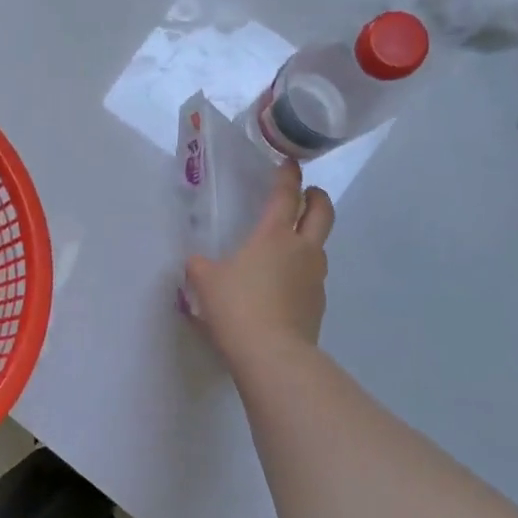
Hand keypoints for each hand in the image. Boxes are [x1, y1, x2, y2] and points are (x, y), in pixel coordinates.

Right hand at [185, 160, 333, 369]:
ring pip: (319, 246)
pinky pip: (312, 278)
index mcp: (274, 235)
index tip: (289, 163)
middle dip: (317, 197)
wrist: (273, 355)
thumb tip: (196, 263)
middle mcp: (301, 250)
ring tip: (289, 245)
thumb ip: (199, 266)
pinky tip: (283, 286)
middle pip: (322, 213)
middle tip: (308, 193)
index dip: (288, 176)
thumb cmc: (237, 307)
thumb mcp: (205, 282)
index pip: (286, 195)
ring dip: (310, 237)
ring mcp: (315, 278)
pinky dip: (302, 272)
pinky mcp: (318, 304)